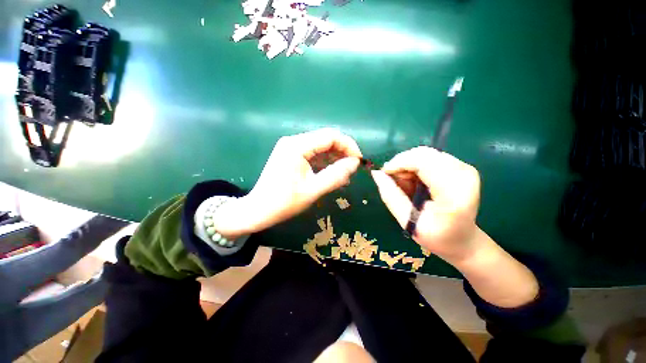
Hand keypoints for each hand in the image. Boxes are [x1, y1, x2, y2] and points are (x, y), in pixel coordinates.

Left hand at [214, 128, 361, 237]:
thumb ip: (335, 176)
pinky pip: (313, 153)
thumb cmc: (284, 203)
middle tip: (352, 169)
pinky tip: (331, 173)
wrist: (258, 210)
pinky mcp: (291, 154)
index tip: (358, 161)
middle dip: (342, 152)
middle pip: (326, 139)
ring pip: (320, 146)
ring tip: (344, 174)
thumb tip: (354, 163)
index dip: (348, 146)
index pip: (330, 136)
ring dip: (334, 158)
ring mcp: (291, 147)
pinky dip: (324, 162)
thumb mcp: (313, 191)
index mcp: (297, 146)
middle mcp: (294, 141)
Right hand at [371, 146, 480, 263]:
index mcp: (454, 193)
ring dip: (408, 166)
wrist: (464, 241)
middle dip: (402, 163)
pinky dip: (416, 167)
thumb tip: (376, 173)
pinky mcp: (461, 167)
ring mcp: (465, 169)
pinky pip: (430, 157)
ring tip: (405, 185)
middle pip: (424, 154)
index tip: (384, 173)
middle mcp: (464, 175)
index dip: (399, 163)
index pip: (423, 162)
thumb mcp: (408, 221)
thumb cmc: (436, 237)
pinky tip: (415, 182)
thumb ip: (390, 196)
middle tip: (393, 180)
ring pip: (425, 154)